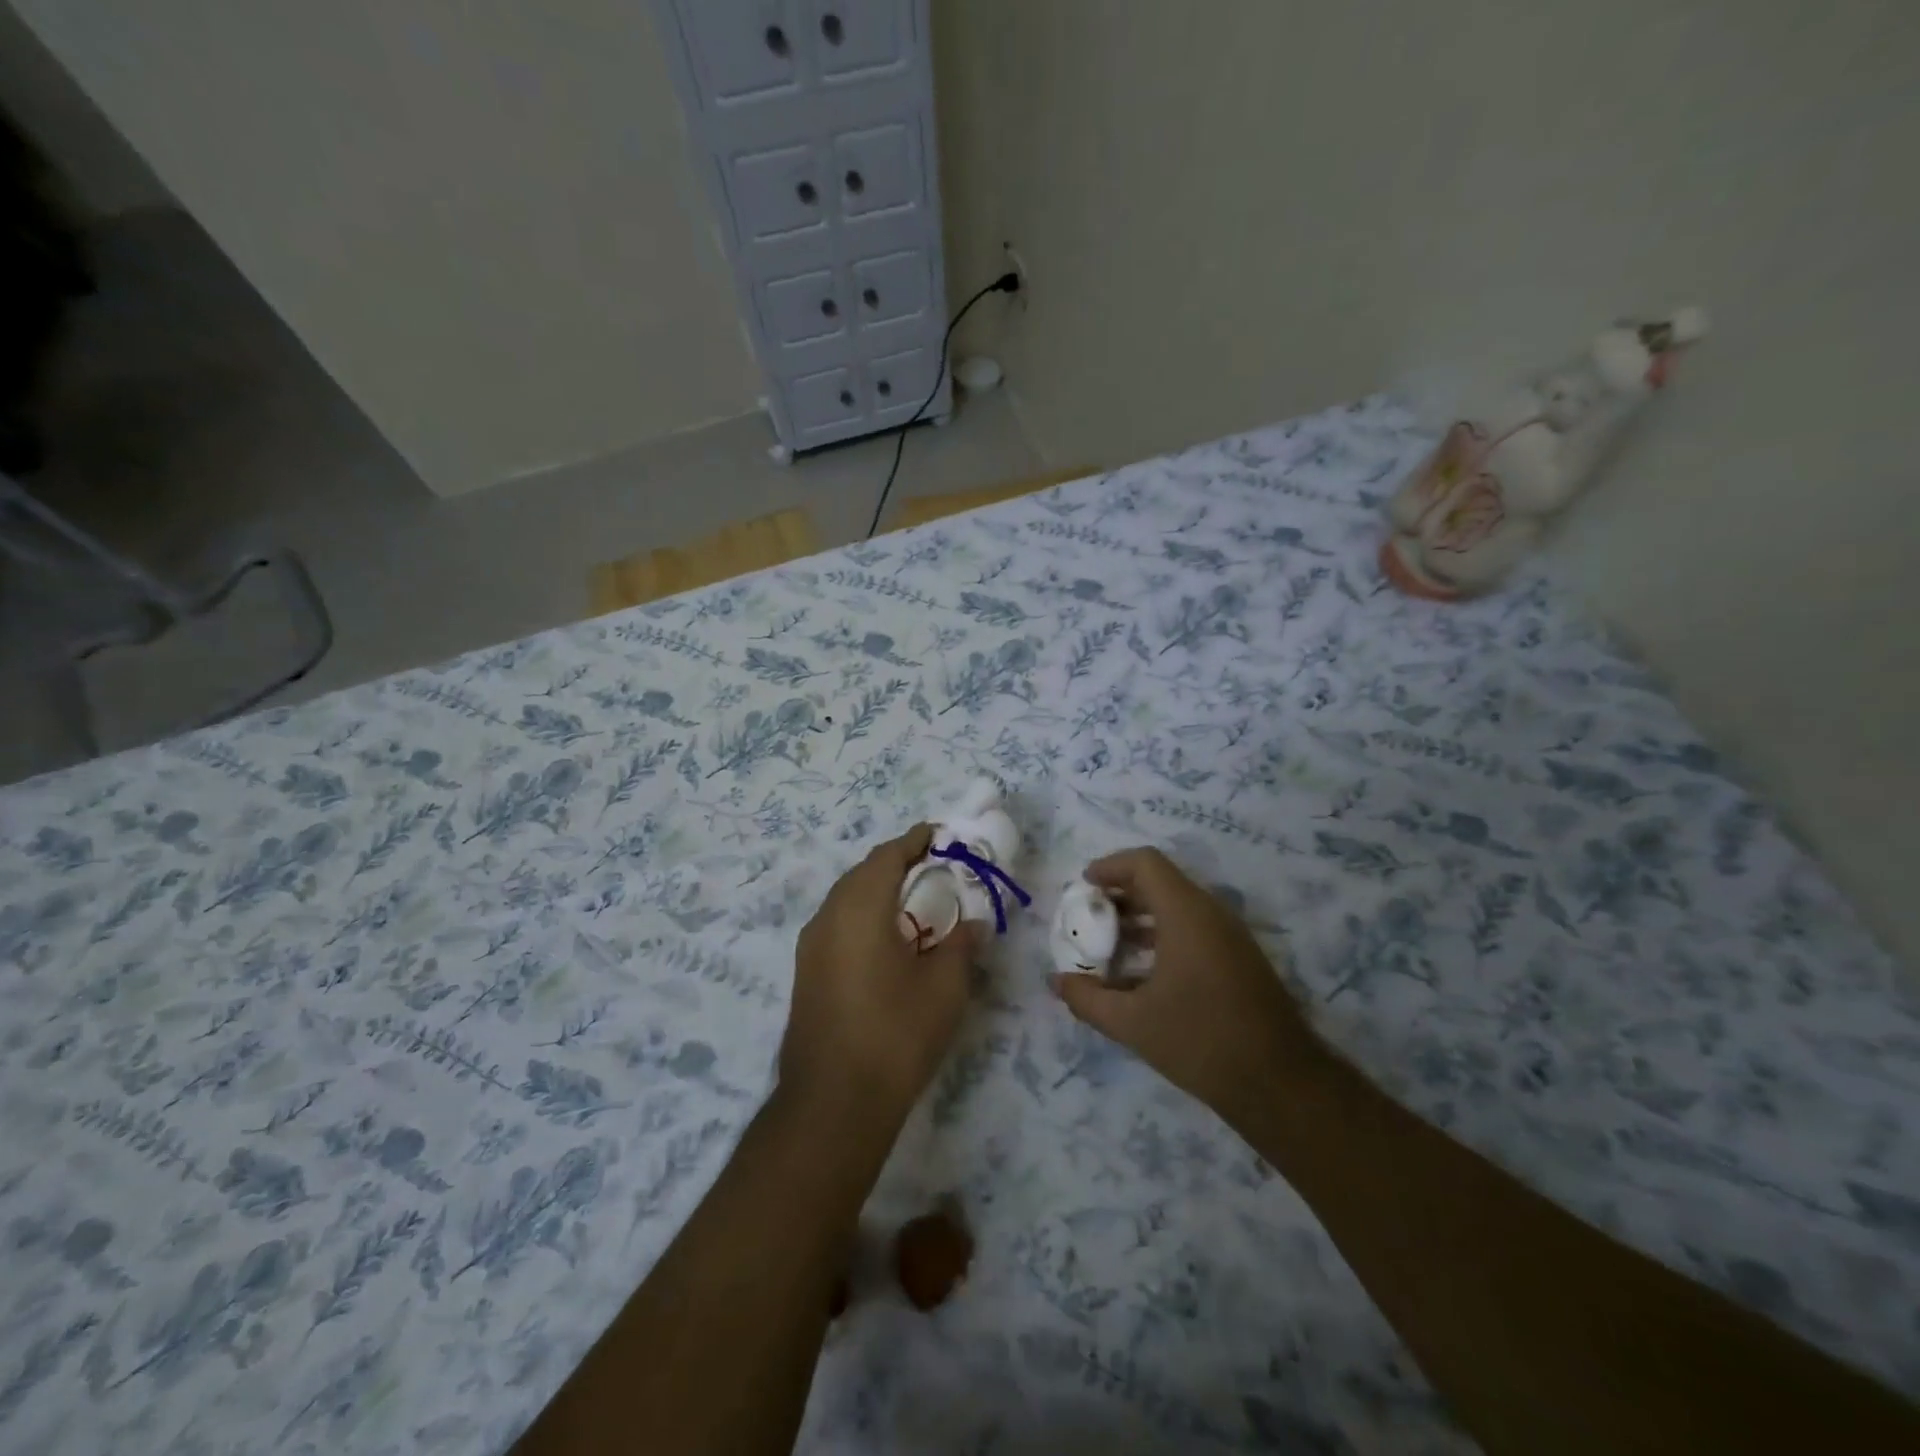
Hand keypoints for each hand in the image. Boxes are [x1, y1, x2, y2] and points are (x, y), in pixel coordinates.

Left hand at [781, 825, 977, 1123]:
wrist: (833, 1102)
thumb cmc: (895, 1034)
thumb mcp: (944, 987)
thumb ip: (962, 944)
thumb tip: (974, 923)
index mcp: (859, 908)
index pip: (887, 856)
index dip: (914, 841)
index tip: (940, 835)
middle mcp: (827, 916)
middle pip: (863, 873)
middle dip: (898, 864)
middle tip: (935, 869)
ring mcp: (810, 946)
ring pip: (847, 899)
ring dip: (879, 890)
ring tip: (917, 902)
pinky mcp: (806, 972)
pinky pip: (838, 924)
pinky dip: (865, 916)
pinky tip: (889, 940)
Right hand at [1052, 847, 1318, 1125]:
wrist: (1280, 1083)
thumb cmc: (1201, 1041)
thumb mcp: (1132, 1023)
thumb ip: (1088, 999)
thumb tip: (1056, 982)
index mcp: (1186, 914)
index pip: (1146, 863)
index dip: (1110, 866)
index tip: (1083, 887)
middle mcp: (1211, 914)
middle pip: (1161, 881)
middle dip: (1120, 893)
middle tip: (1089, 916)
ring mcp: (1230, 936)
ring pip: (1178, 906)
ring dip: (1140, 915)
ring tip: (1109, 943)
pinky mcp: (1239, 958)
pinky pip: (1194, 928)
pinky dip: (1162, 934)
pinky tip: (1141, 972)